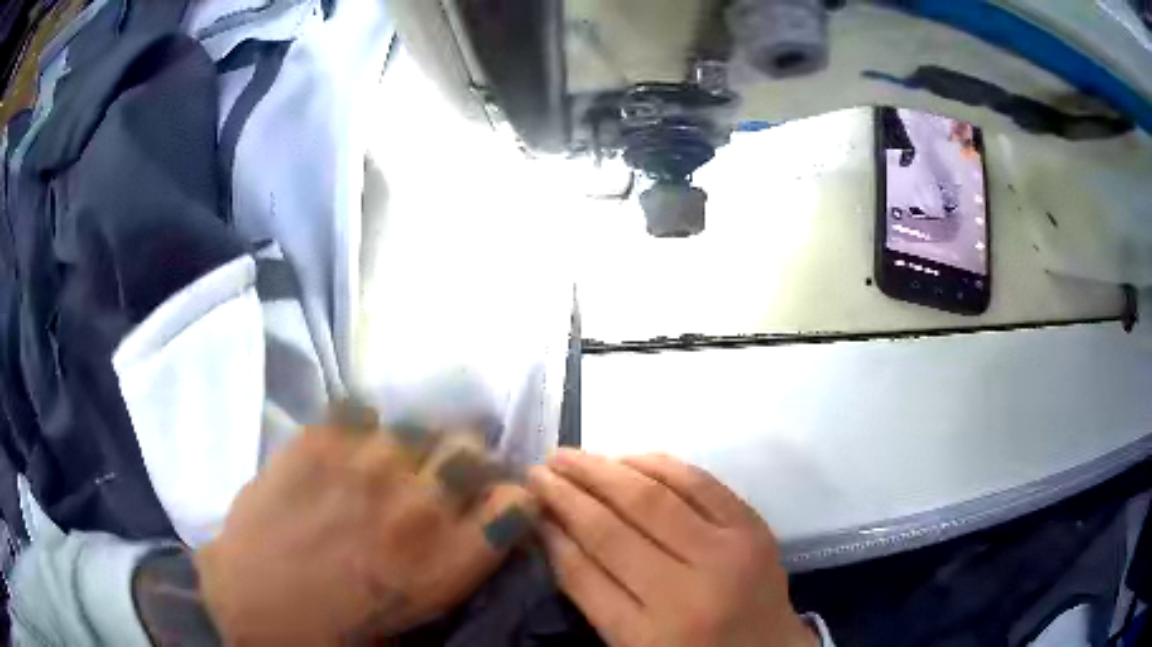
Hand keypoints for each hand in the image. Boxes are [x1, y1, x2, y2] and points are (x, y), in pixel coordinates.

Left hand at [191, 421, 535, 643]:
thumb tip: (473, 527)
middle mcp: (418, 505)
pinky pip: (361, 411)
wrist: (251, 603)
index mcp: (447, 560)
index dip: (509, 497)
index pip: (516, 501)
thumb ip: (455, 564)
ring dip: (410, 446)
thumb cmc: (336, 627)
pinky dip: (359, 429)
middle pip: (471, 449)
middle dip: (464, 460)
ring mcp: (366, 464)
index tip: (492, 500)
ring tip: (384, 464)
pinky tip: (343, 452)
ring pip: (416, 426)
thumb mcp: (416, 613)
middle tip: (439, 476)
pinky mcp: (320, 439)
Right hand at [528, 450, 815, 646]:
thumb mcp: (631, 643)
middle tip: (541, 468)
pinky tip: (629, 458)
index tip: (527, 500)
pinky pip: (701, 483)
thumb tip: (552, 530)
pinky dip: (660, 465)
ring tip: (573, 456)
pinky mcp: (755, 529)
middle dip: (569, 492)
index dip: (551, 529)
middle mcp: (689, 592)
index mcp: (649, 636)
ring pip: (655, 498)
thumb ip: (590, 592)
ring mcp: (729, 554)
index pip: (584, 573)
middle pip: (615, 529)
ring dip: (606, 470)